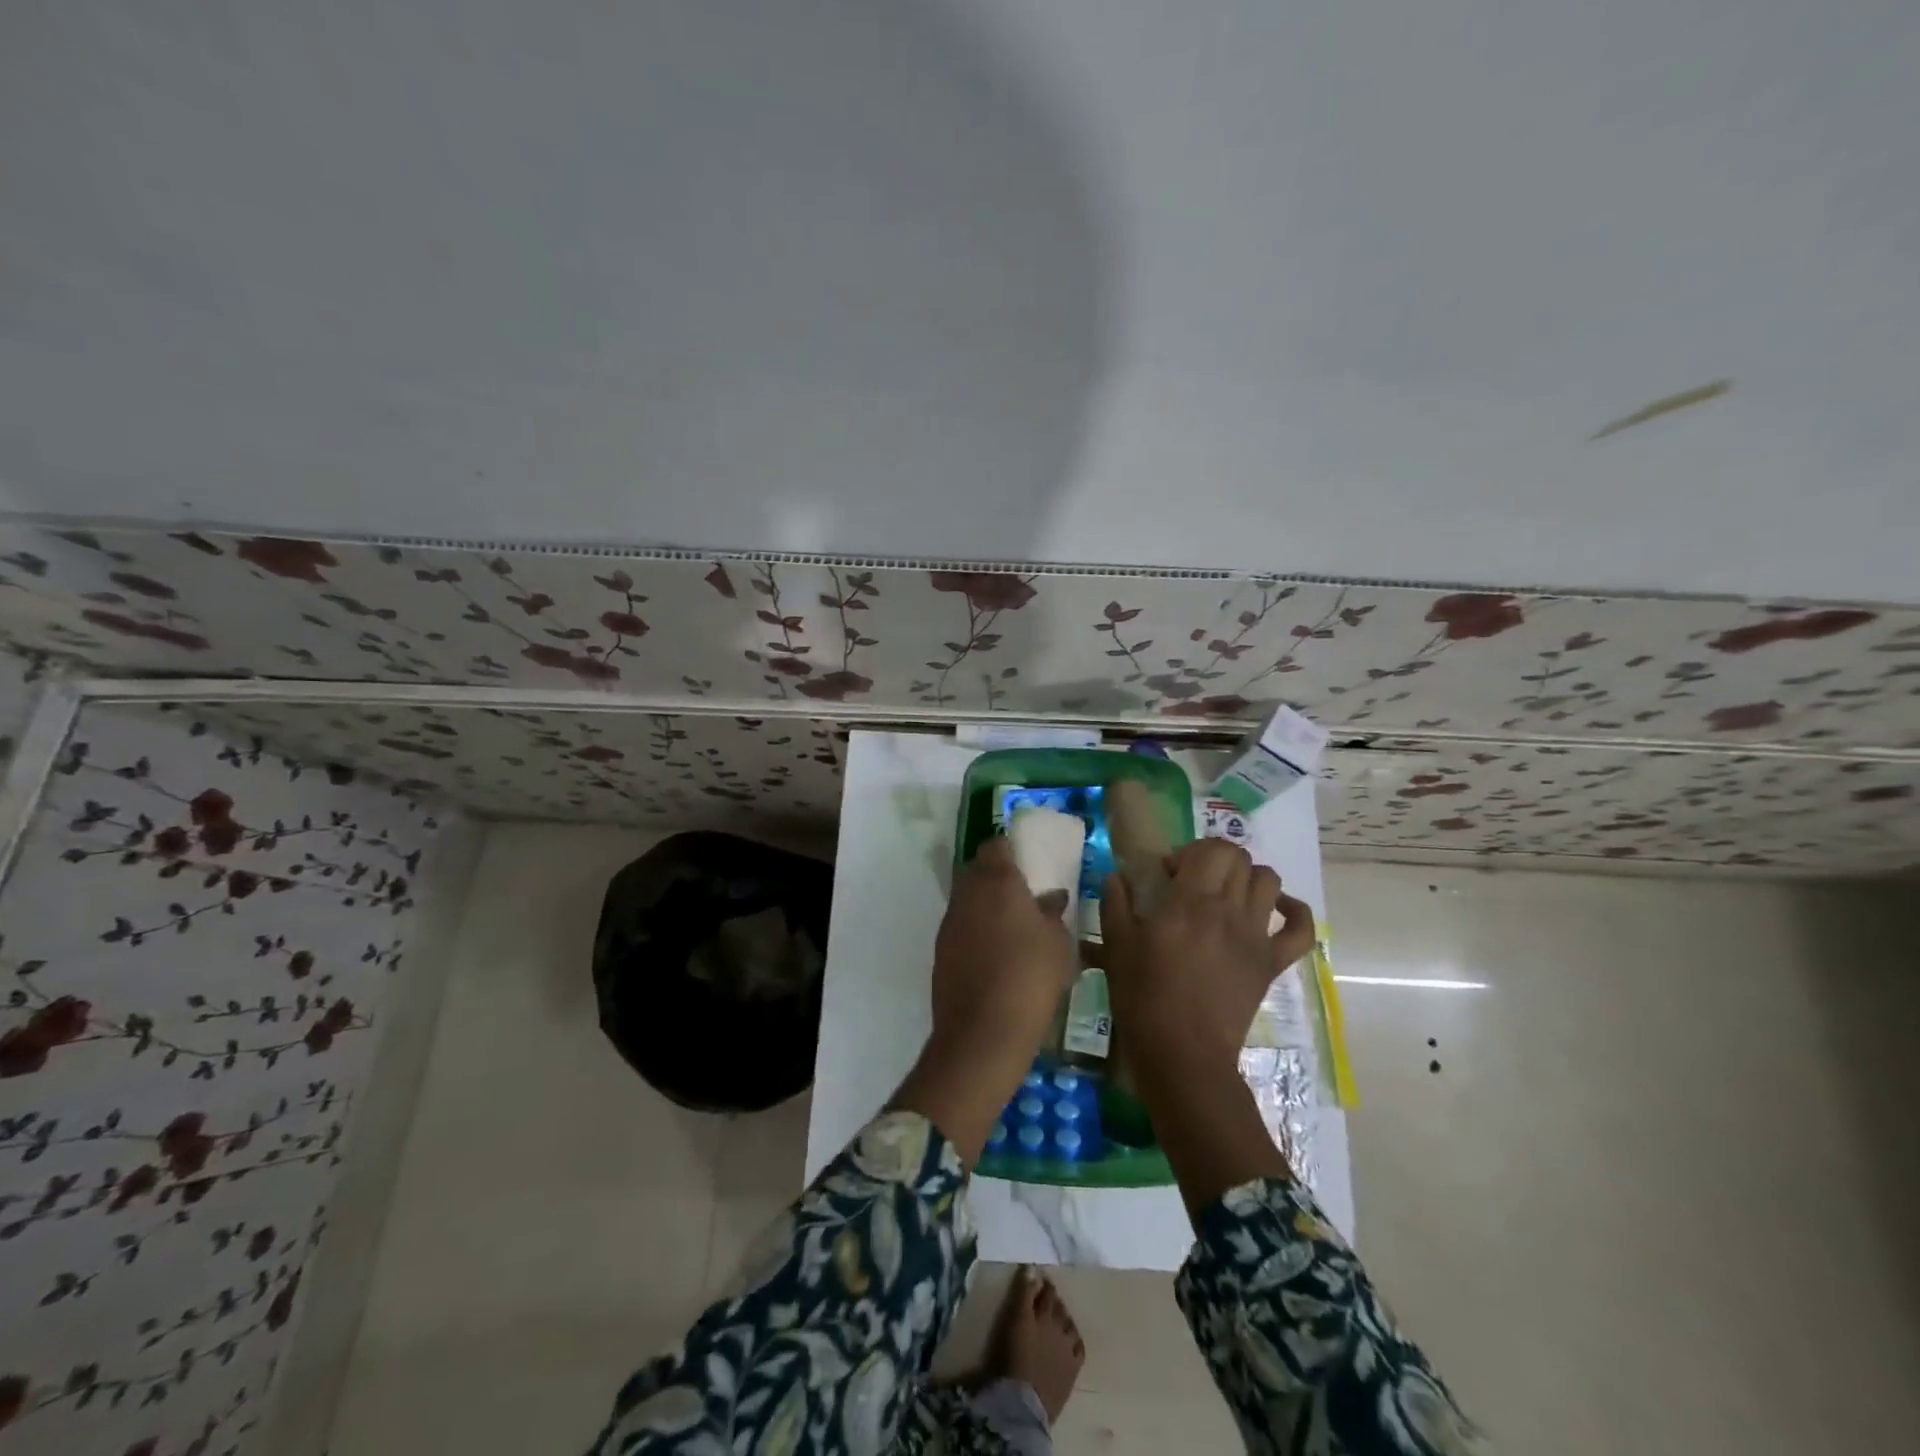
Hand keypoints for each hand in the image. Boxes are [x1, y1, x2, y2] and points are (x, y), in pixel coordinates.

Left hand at [930, 835, 1075, 1064]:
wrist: (983, 1031)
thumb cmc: (1031, 977)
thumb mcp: (1059, 944)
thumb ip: (1053, 914)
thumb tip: (1051, 898)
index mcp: (998, 882)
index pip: (995, 846)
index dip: (1008, 849)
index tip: (1024, 861)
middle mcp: (967, 894)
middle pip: (976, 870)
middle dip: (995, 876)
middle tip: (1021, 894)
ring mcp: (950, 923)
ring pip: (966, 900)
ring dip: (984, 906)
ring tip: (1011, 928)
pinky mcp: (940, 950)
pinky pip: (960, 928)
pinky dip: (974, 932)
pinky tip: (994, 955)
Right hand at [1101, 839, 1314, 1074]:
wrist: (1183, 1053)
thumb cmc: (1144, 998)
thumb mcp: (1117, 946)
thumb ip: (1116, 904)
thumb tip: (1116, 876)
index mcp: (1191, 903)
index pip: (1210, 850)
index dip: (1190, 852)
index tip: (1169, 874)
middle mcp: (1229, 911)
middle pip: (1240, 859)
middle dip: (1216, 859)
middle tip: (1194, 881)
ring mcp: (1256, 937)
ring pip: (1269, 882)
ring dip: (1248, 878)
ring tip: (1226, 894)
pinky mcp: (1272, 963)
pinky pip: (1301, 930)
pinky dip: (1293, 912)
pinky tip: (1275, 911)